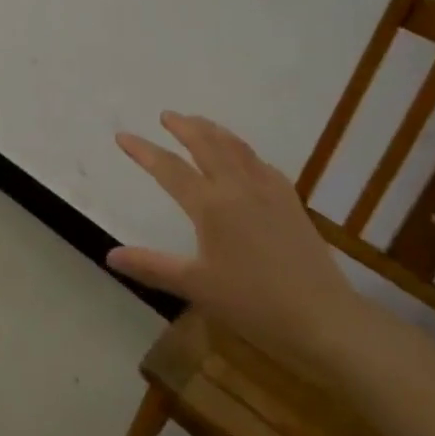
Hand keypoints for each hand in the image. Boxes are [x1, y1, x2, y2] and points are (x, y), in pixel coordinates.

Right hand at [108, 113, 365, 357]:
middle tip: (167, 115)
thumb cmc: (254, 304)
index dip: (143, 151)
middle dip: (184, 126)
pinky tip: (245, 159)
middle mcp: (238, 188)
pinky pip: (262, 164)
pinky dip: (244, 152)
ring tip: (200, 123)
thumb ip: (151, 266)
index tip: (122, 136)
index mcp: (211, 206)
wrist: (324, 320)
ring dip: (214, 131)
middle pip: (207, 145)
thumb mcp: (196, 287)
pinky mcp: (291, 203)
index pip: (169, 169)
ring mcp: (269, 192)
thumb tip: (110, 256)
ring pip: (237, 148)